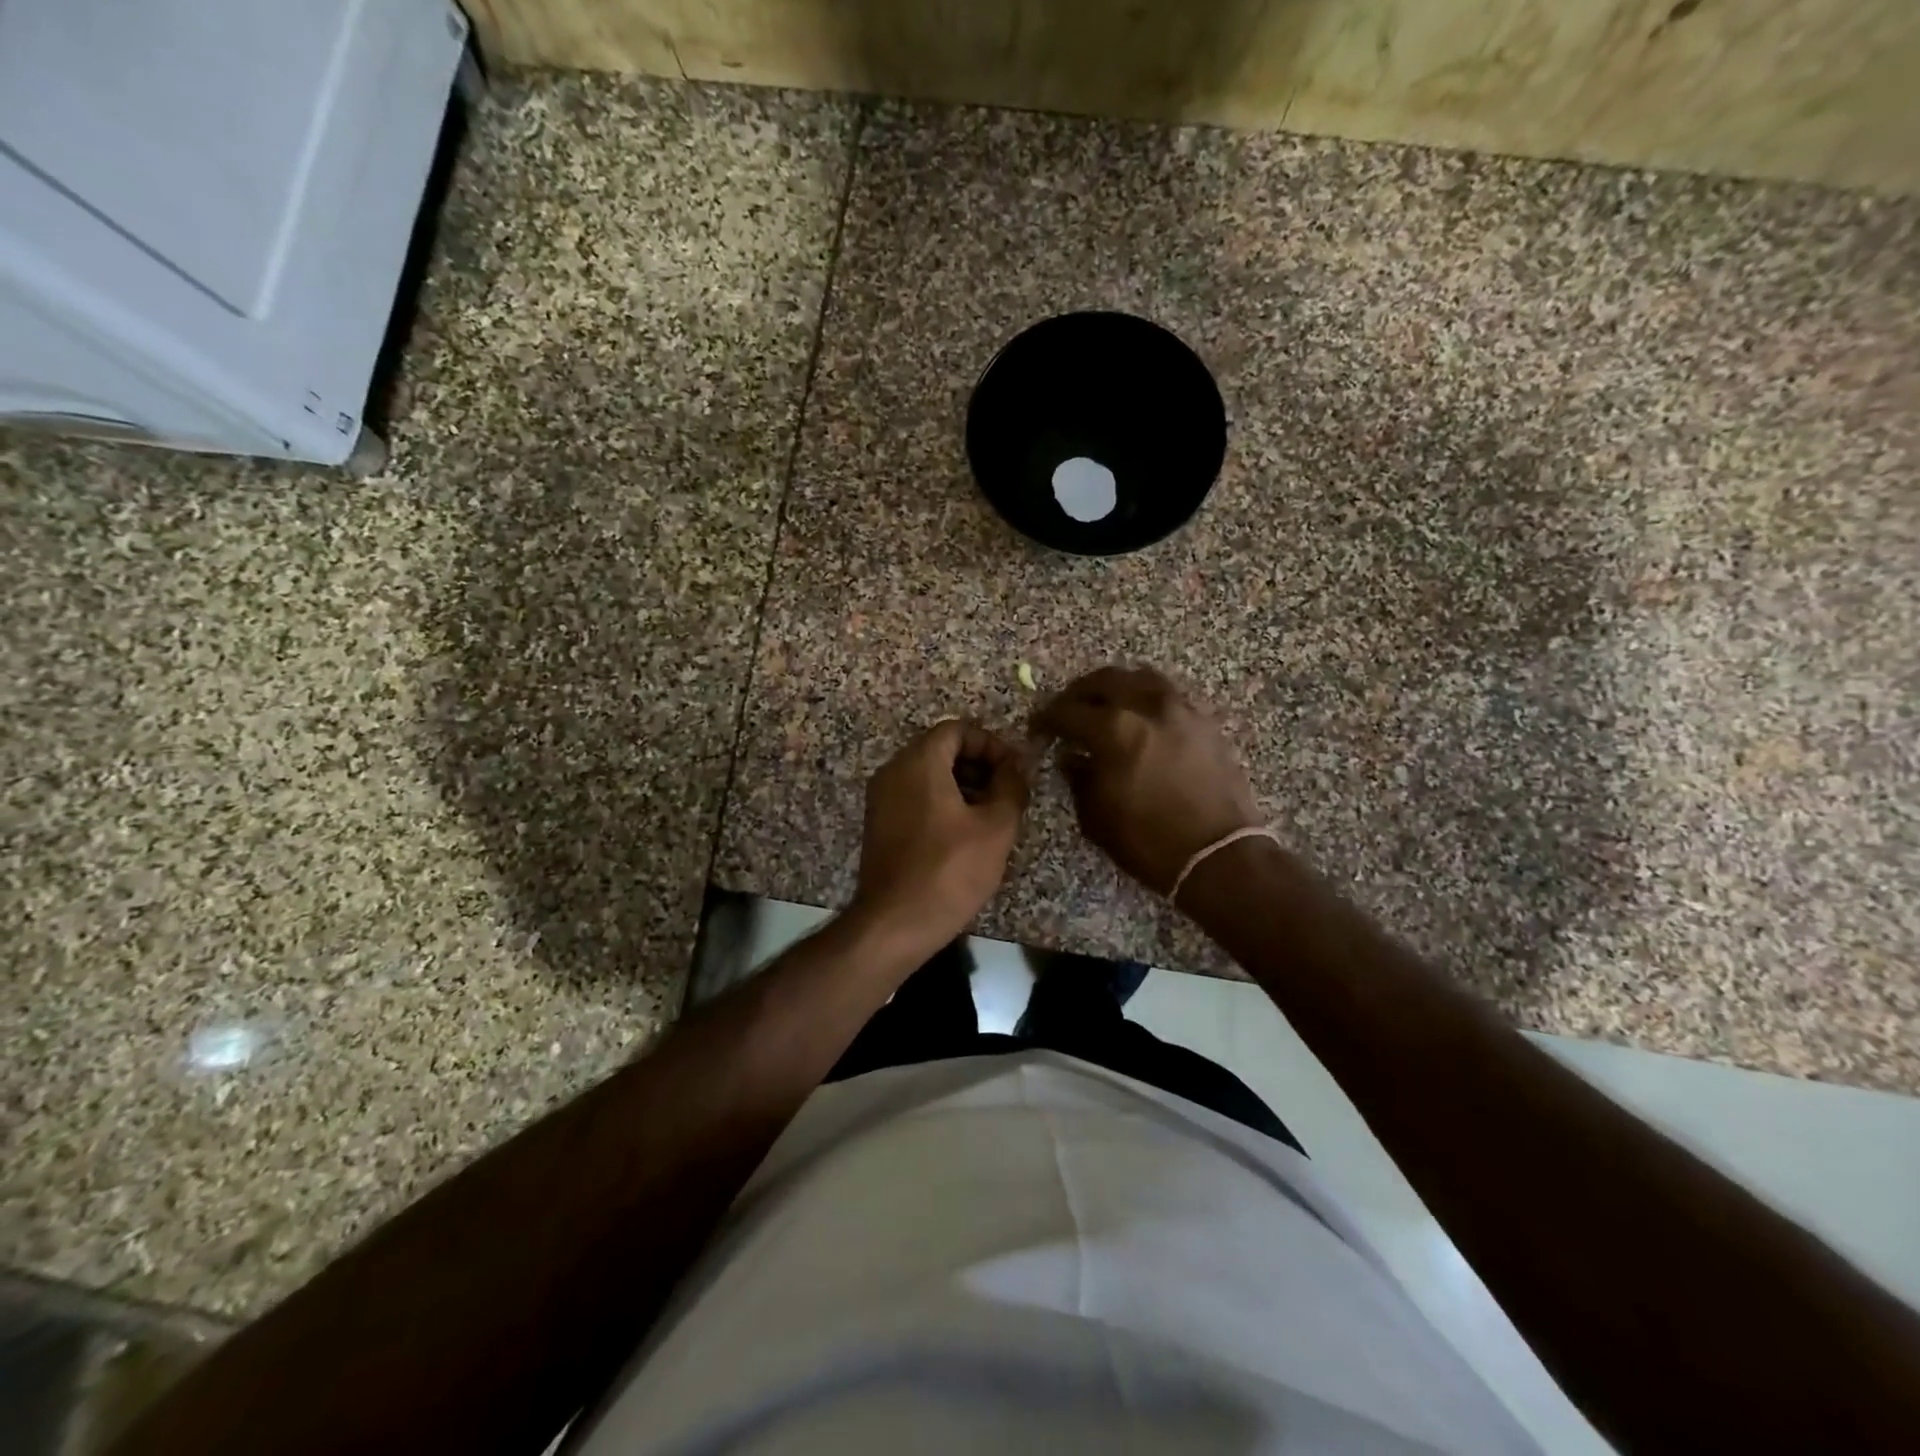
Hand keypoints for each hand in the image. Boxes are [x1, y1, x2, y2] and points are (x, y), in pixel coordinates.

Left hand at [852, 719, 1028, 954]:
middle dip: (979, 765)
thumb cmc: (949, 870)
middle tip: (1007, 794)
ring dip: (963, 785)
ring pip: (927, 775)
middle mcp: (893, 771)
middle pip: (940, 749)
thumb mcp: (996, 827)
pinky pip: (914, 797)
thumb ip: (1011, 787)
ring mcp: (881, 799)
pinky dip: (941, 803)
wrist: (895, 923)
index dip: (991, 744)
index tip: (1014, 771)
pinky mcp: (879, 824)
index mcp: (918, 762)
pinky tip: (964, 834)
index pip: (957, 729)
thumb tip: (1016, 767)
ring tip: (991, 816)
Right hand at [1031, 666, 1261, 895]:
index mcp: (1114, 730)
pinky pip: (1169, 695)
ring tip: (1106, 706)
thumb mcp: (1097, 816)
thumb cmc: (1149, 841)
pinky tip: (1141, 719)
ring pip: (1141, 678)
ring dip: (1117, 687)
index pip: (1068, 711)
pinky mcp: (1205, 722)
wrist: (1219, 856)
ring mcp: (1181, 710)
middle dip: (1079, 693)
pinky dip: (1147, 699)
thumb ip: (1078, 778)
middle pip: (1105, 681)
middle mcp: (1148, 707)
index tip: (1038, 727)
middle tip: (1068, 709)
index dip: (1047, 718)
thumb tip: (1071, 756)